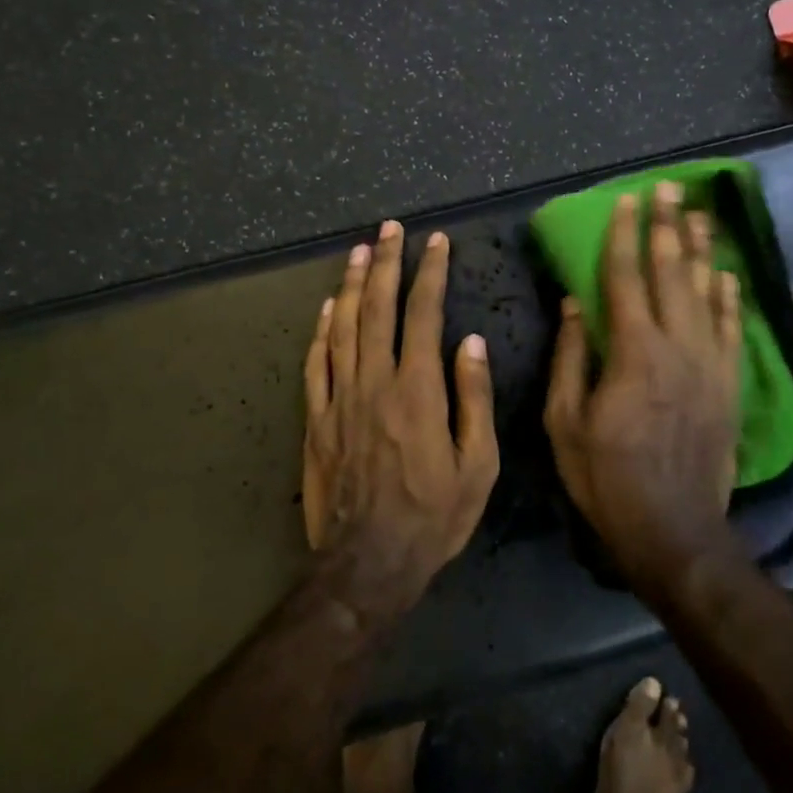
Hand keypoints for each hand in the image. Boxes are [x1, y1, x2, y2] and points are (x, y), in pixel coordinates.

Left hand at [303, 221, 499, 623]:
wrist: (368, 563)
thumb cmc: (434, 516)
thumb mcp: (478, 465)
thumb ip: (474, 399)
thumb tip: (470, 343)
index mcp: (418, 390)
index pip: (423, 315)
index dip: (429, 274)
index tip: (435, 242)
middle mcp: (375, 383)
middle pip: (377, 309)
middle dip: (386, 263)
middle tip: (390, 228)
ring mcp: (339, 399)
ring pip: (343, 327)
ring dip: (352, 285)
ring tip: (359, 250)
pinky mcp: (315, 420)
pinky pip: (315, 364)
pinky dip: (321, 330)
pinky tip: (328, 307)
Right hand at [545, 182, 741, 593]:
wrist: (674, 530)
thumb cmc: (607, 477)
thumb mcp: (565, 422)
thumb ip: (570, 358)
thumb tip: (573, 305)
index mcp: (632, 352)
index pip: (626, 278)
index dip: (624, 236)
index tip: (625, 201)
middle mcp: (677, 347)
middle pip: (672, 273)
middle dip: (667, 226)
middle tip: (668, 188)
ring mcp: (710, 364)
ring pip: (707, 293)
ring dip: (700, 251)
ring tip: (699, 214)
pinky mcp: (730, 385)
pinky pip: (733, 330)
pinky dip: (730, 298)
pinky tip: (727, 274)